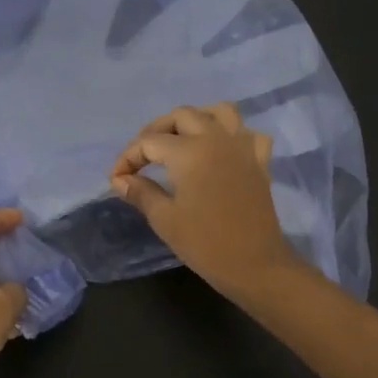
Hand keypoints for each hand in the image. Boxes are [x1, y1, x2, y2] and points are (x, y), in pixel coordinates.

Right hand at [110, 103, 301, 296]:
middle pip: (181, 116)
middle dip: (156, 131)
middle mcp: (216, 138)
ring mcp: (242, 146)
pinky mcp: (260, 161)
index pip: (149, 142)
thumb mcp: (164, 219)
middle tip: (143, 156)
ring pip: (218, 112)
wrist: (255, 265)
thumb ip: (140, 192)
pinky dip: (232, 134)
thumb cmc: (205, 244)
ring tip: (181, 140)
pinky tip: (221, 150)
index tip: (117, 178)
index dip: (128, 158)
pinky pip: (246, 133)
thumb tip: (120, 179)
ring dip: (196, 119)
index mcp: (189, 152)